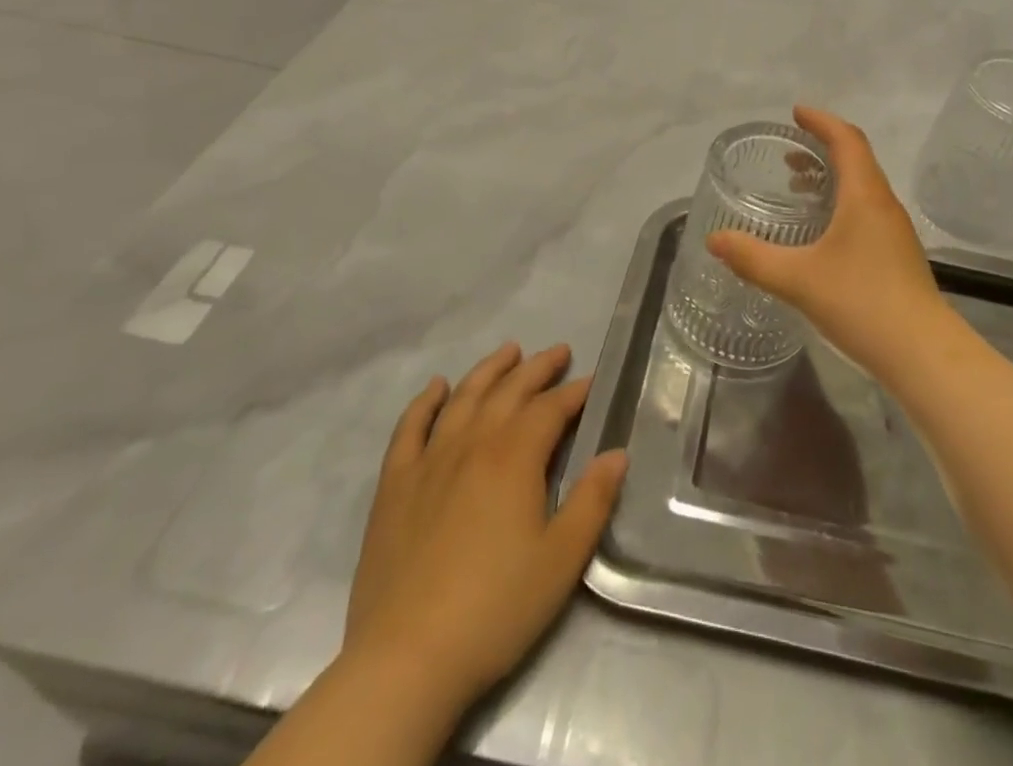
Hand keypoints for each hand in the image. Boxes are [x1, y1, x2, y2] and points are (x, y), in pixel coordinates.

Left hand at [343, 342, 627, 716]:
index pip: (551, 408)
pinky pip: (410, 429)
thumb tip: (617, 453)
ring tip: (509, 351)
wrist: (405, 661)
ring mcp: (429, 461)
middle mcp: (472, 444)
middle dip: (538, 368)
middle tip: (559, 352)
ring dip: (489, 370)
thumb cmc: (495, 608)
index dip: (575, 392)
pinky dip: (425, 402)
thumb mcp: (561, 559)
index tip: (593, 382)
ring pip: (464, 397)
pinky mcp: (394, 486)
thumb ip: (593, 500)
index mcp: (515, 457)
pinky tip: (436, 388)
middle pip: (510, 391)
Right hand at [706, 106, 949, 380]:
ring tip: (799, 187)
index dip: (822, 121)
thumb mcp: (797, 279)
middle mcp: (883, 204)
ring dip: (833, 177)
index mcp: (864, 195)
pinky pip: (867, 211)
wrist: (922, 353)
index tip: (796, 113)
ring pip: (863, 187)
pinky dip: (841, 203)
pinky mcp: (897, 255)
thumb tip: (714, 239)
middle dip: (823, 148)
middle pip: (857, 159)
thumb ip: (753, 258)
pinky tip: (822, 233)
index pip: (846, 140)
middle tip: (790, 150)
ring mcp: (895, 231)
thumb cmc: (861, 303)